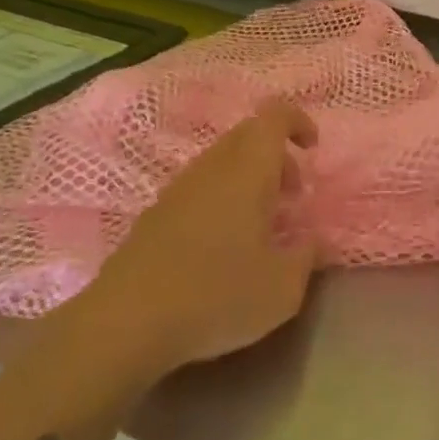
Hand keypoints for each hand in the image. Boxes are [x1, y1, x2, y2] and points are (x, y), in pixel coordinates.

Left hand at [85, 99, 321, 374]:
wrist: (125, 323)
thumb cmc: (217, 296)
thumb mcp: (283, 289)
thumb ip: (306, 258)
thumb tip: (312, 241)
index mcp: (248, 171)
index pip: (274, 116)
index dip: (298, 122)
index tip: (312, 151)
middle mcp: (212, 167)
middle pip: (248, 135)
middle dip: (277, 155)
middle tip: (292, 195)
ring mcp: (178, 189)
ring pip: (222, 161)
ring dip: (249, 179)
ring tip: (261, 227)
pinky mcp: (155, 214)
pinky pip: (199, 187)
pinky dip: (222, 199)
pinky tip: (223, 247)